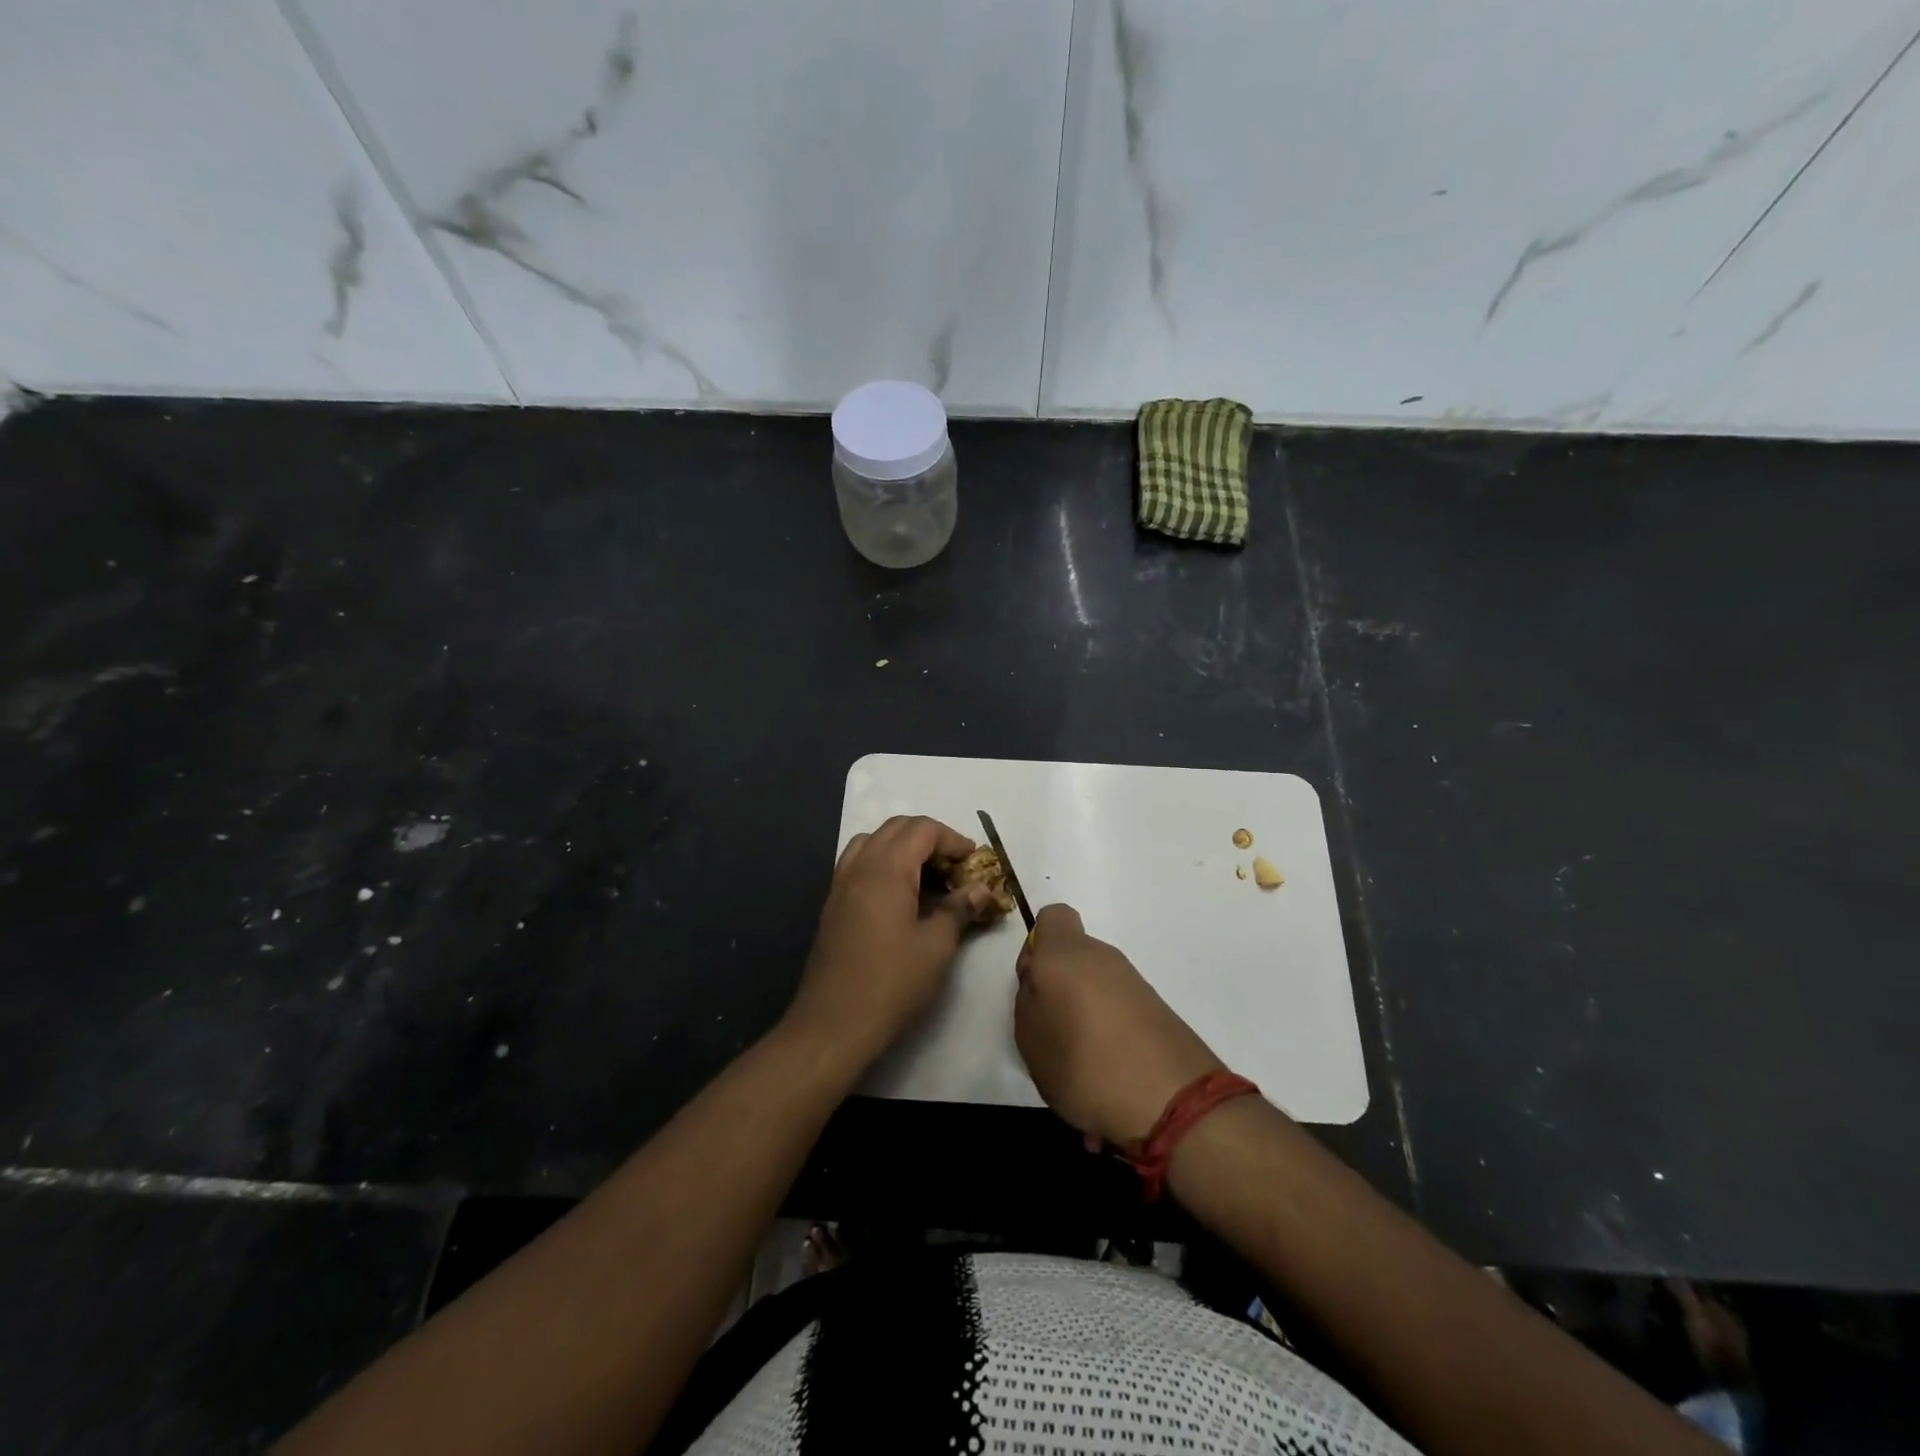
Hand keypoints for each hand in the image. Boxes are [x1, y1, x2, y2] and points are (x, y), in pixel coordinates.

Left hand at [784, 816, 999, 1069]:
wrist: (832, 1025)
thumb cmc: (891, 984)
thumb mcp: (936, 946)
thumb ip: (959, 909)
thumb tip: (980, 889)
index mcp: (886, 870)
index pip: (923, 830)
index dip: (953, 839)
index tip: (974, 862)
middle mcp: (860, 867)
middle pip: (896, 828)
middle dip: (930, 838)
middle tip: (955, 867)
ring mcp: (841, 885)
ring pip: (873, 842)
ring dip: (903, 847)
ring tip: (928, 876)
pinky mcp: (833, 905)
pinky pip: (859, 863)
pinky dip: (883, 863)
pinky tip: (900, 895)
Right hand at [1015, 904, 1224, 1147]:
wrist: (1171, 1100)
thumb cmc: (1083, 1061)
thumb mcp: (1029, 1036)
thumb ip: (1027, 999)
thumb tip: (1041, 983)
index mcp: (1066, 953)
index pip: (1052, 917)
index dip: (1037, 945)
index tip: (1034, 985)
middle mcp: (1103, 957)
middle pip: (1073, 957)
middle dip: (1060, 988)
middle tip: (1051, 1032)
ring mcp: (1134, 982)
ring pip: (1096, 986)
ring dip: (1085, 1015)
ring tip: (1080, 1064)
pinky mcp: (1157, 1009)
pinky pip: (1119, 1010)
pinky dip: (1110, 1033)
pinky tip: (1107, 1074)